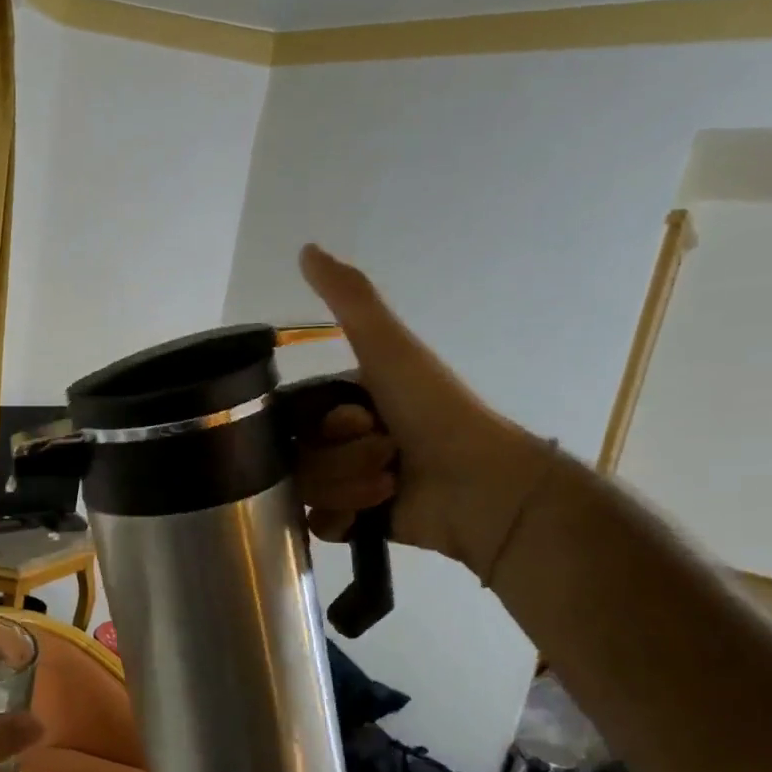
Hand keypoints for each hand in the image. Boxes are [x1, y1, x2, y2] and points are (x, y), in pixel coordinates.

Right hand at [295, 244, 545, 573]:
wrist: (481, 485)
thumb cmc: (434, 412)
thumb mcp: (390, 348)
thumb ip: (350, 299)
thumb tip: (306, 248)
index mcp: (342, 402)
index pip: (290, 418)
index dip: (314, 425)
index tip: (353, 422)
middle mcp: (338, 440)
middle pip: (295, 457)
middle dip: (338, 461)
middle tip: (386, 456)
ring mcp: (344, 482)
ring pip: (305, 491)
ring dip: (347, 488)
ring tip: (390, 485)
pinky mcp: (354, 522)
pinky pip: (315, 523)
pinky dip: (340, 519)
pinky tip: (366, 516)